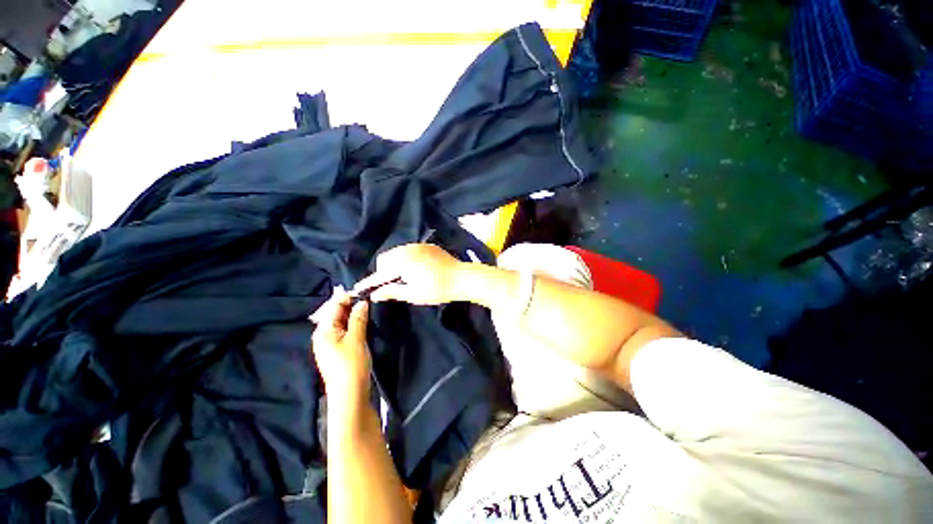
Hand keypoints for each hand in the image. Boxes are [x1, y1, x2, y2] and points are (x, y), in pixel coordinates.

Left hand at [310, 288, 370, 406]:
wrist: (350, 395)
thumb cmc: (351, 365)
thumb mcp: (356, 339)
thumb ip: (358, 318)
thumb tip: (362, 301)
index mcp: (323, 330)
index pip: (334, 306)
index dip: (348, 296)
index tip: (365, 290)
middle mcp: (324, 334)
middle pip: (337, 313)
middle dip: (352, 304)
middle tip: (370, 297)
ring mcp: (331, 343)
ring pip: (343, 321)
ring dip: (354, 314)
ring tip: (370, 306)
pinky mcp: (340, 349)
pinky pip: (346, 330)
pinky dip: (355, 323)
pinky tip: (365, 321)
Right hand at [353, 244, 465, 304]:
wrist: (462, 277)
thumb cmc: (438, 289)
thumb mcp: (414, 294)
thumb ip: (392, 291)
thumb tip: (375, 294)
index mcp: (402, 262)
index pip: (380, 273)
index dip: (369, 282)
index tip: (358, 289)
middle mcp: (407, 250)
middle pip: (386, 259)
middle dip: (384, 271)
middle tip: (391, 285)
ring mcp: (418, 246)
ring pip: (397, 253)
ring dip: (395, 264)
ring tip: (405, 277)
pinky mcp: (427, 245)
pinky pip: (409, 250)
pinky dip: (406, 258)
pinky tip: (416, 269)